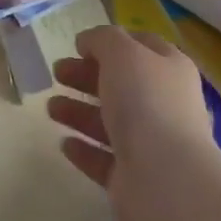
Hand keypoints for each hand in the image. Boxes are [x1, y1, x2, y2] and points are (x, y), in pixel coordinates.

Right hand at [47, 25, 220, 220]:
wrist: (165, 180)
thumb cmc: (146, 102)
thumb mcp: (122, 52)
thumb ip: (103, 39)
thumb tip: (88, 41)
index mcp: (170, 69)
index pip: (142, 47)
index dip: (112, 42)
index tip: (79, 45)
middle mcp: (165, 104)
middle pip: (121, 84)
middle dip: (86, 76)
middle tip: (57, 72)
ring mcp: (151, 145)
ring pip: (110, 121)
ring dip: (79, 111)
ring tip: (50, 107)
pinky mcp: (134, 180)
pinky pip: (104, 159)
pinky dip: (84, 150)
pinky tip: (64, 143)